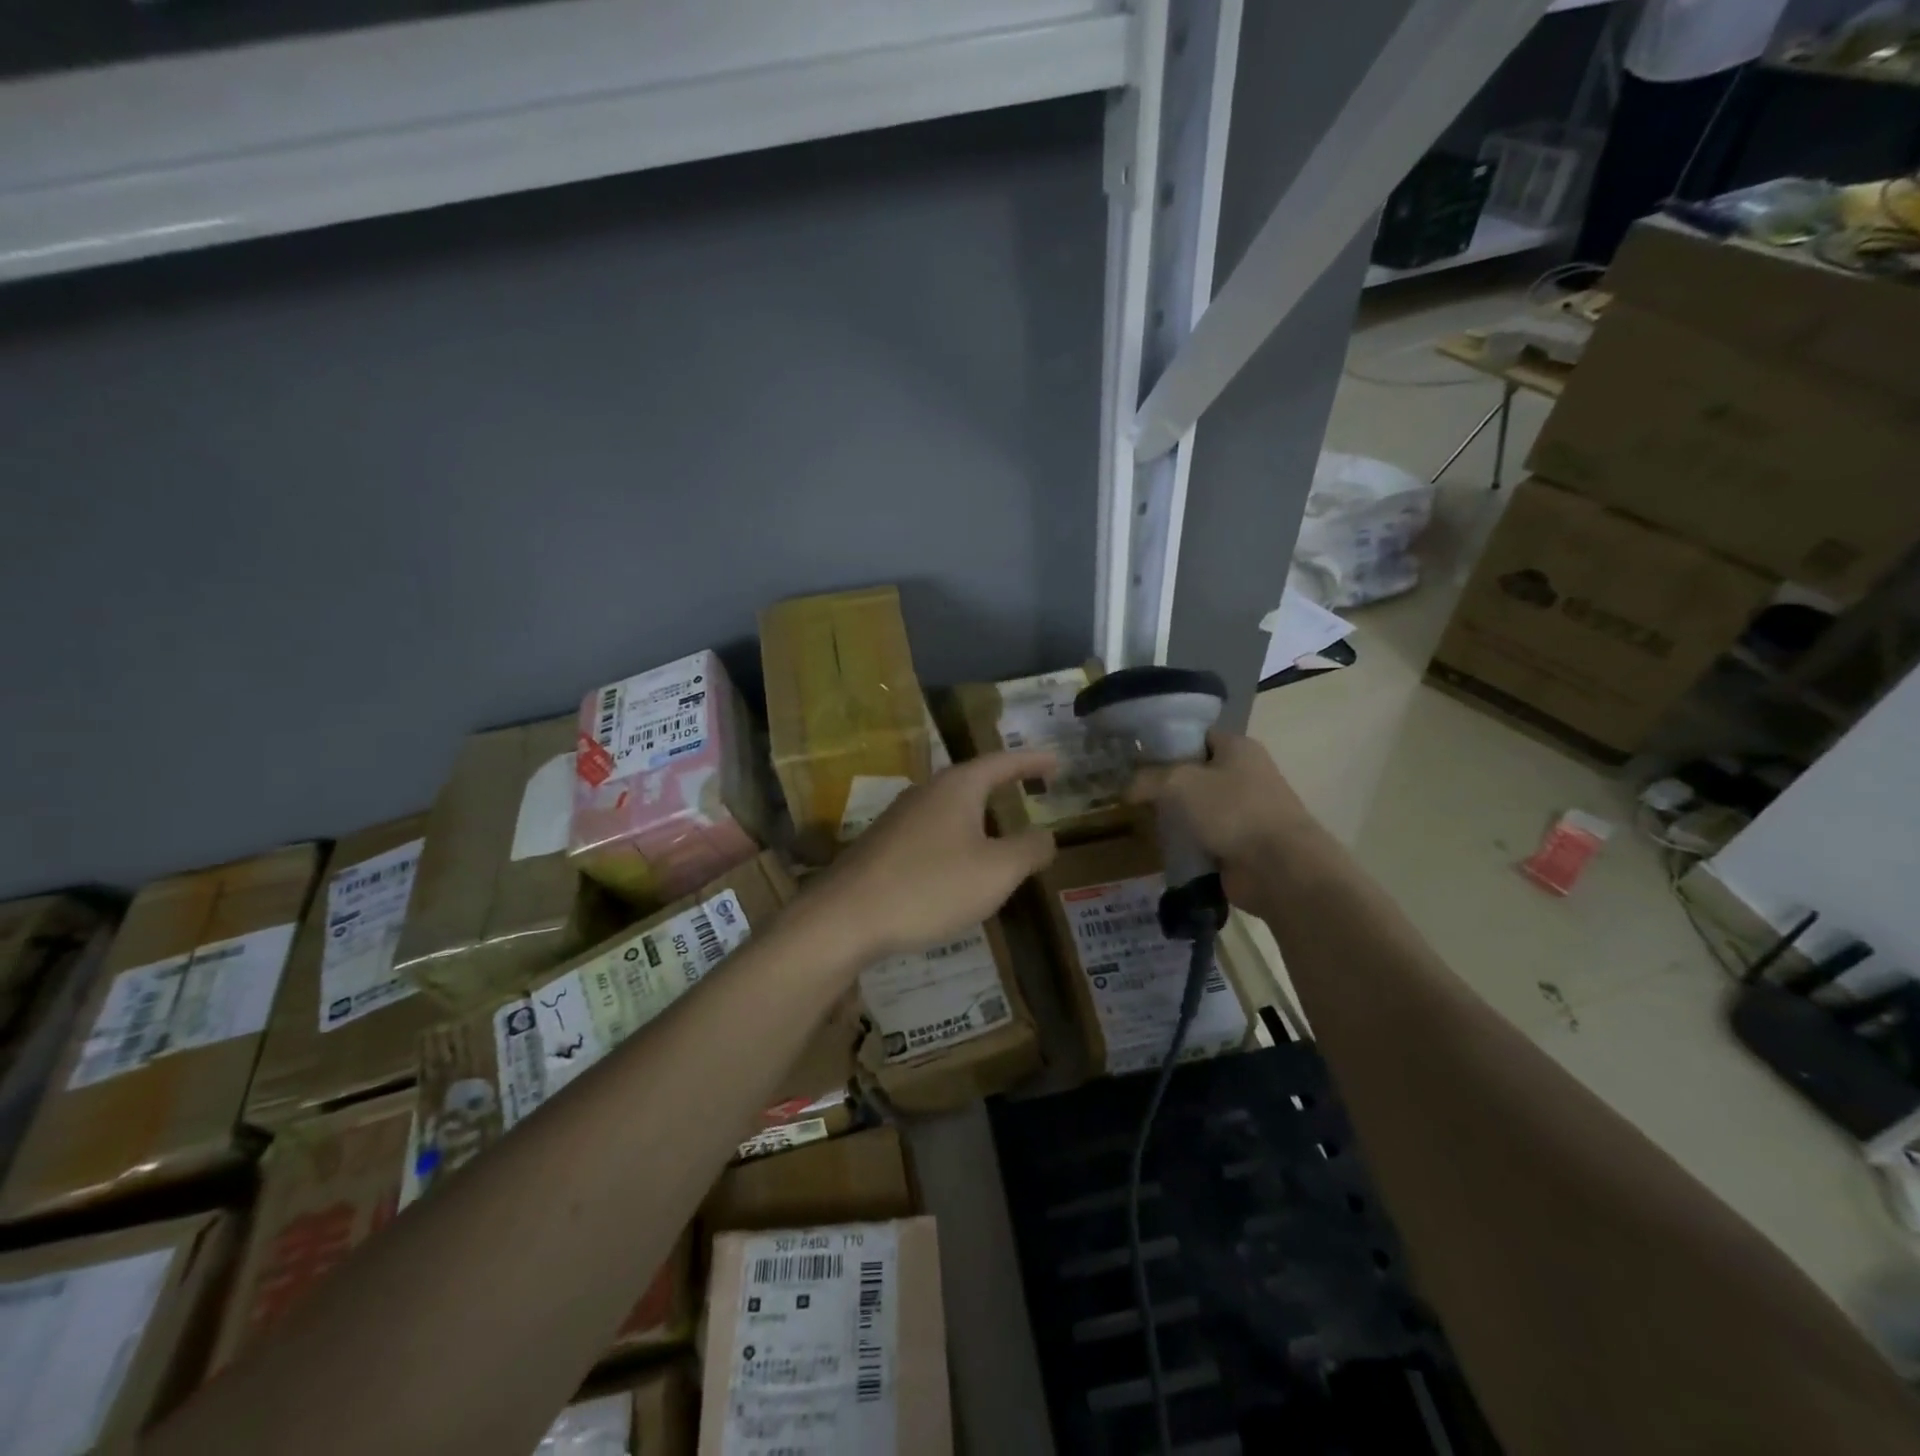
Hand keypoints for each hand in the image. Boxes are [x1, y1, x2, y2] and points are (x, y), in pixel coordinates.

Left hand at [815, 751, 1058, 960]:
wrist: (846, 917)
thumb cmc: (931, 886)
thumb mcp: (996, 871)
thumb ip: (1029, 849)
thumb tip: (1047, 835)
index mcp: (957, 787)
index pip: (1002, 762)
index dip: (1032, 762)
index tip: (1056, 763)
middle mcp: (926, 792)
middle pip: (972, 782)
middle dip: (1003, 787)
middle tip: (1030, 791)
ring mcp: (899, 818)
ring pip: (950, 810)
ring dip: (979, 819)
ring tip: (1001, 837)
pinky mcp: (882, 846)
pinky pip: (931, 834)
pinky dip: (956, 843)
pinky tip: (958, 871)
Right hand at [1126, 732, 1322, 908]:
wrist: (1279, 868)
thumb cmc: (1233, 811)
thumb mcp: (1179, 783)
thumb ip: (1148, 779)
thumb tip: (1125, 788)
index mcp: (1238, 747)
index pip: (1196, 736)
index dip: (1165, 744)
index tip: (1135, 758)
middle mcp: (1245, 774)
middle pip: (1195, 773)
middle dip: (1165, 783)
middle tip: (1131, 791)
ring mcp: (1245, 811)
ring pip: (1198, 808)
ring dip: (1174, 816)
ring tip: (1139, 819)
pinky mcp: (1241, 844)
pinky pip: (1204, 837)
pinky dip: (1185, 843)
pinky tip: (1159, 847)